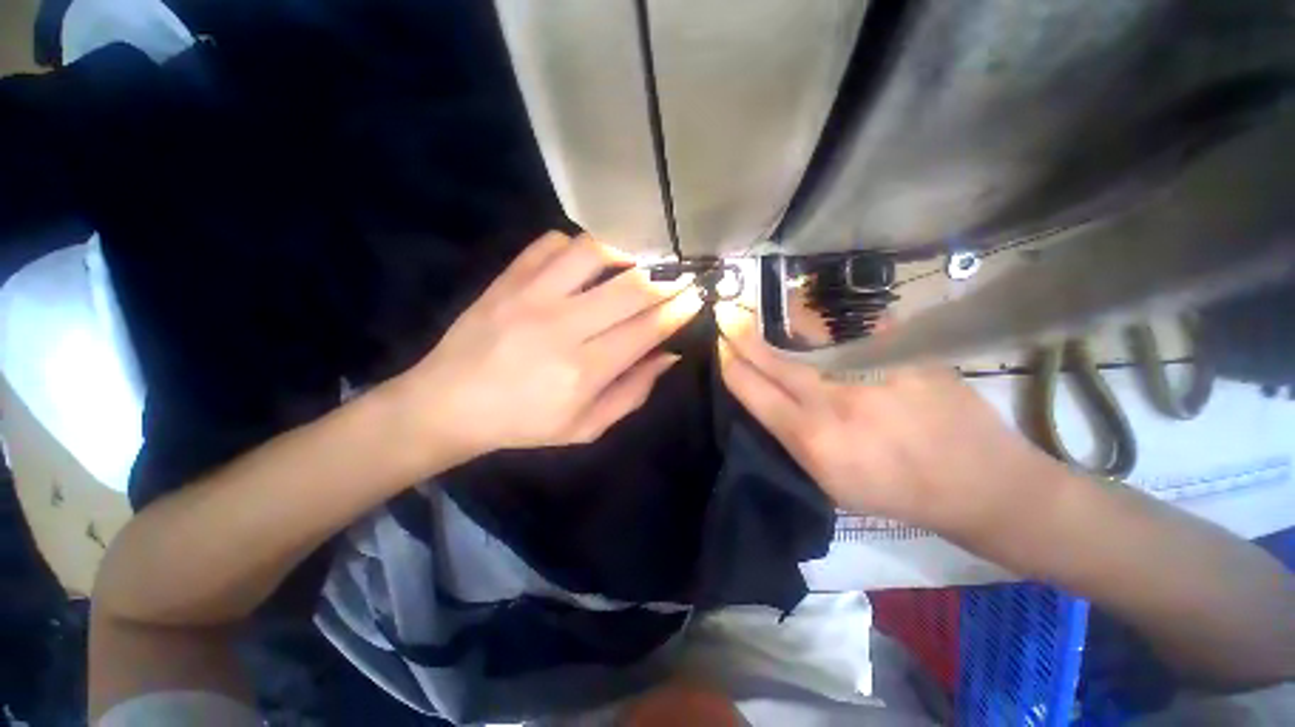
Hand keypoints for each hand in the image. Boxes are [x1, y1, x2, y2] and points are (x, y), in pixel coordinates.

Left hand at [391, 232, 701, 466]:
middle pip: (630, 289)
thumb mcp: (585, 427)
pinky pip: (552, 243)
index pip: (646, 329)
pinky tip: (587, 263)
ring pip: (594, 253)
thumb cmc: (523, 423)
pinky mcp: (508, 279)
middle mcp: (562, 327)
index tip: (696, 297)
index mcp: (583, 371)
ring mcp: (531, 296)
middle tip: (681, 278)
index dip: (678, 310)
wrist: (448, 404)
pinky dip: (578, 247)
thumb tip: (669, 354)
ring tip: (637, 266)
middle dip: (666, 281)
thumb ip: (632, 393)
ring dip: (626, 255)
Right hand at [715, 303, 1058, 538]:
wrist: (980, 483)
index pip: (753, 390)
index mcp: (812, 438)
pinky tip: (830, 316)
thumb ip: (794, 436)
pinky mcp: (905, 355)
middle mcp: (834, 400)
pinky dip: (838, 323)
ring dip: (787, 322)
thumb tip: (768, 397)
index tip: (721, 348)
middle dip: (744, 336)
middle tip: (728, 314)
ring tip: (777, 309)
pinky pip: (860, 328)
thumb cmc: (895, 492)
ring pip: (812, 335)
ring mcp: (871, 372)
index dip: (732, 366)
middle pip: (774, 359)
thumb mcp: (830, 481)